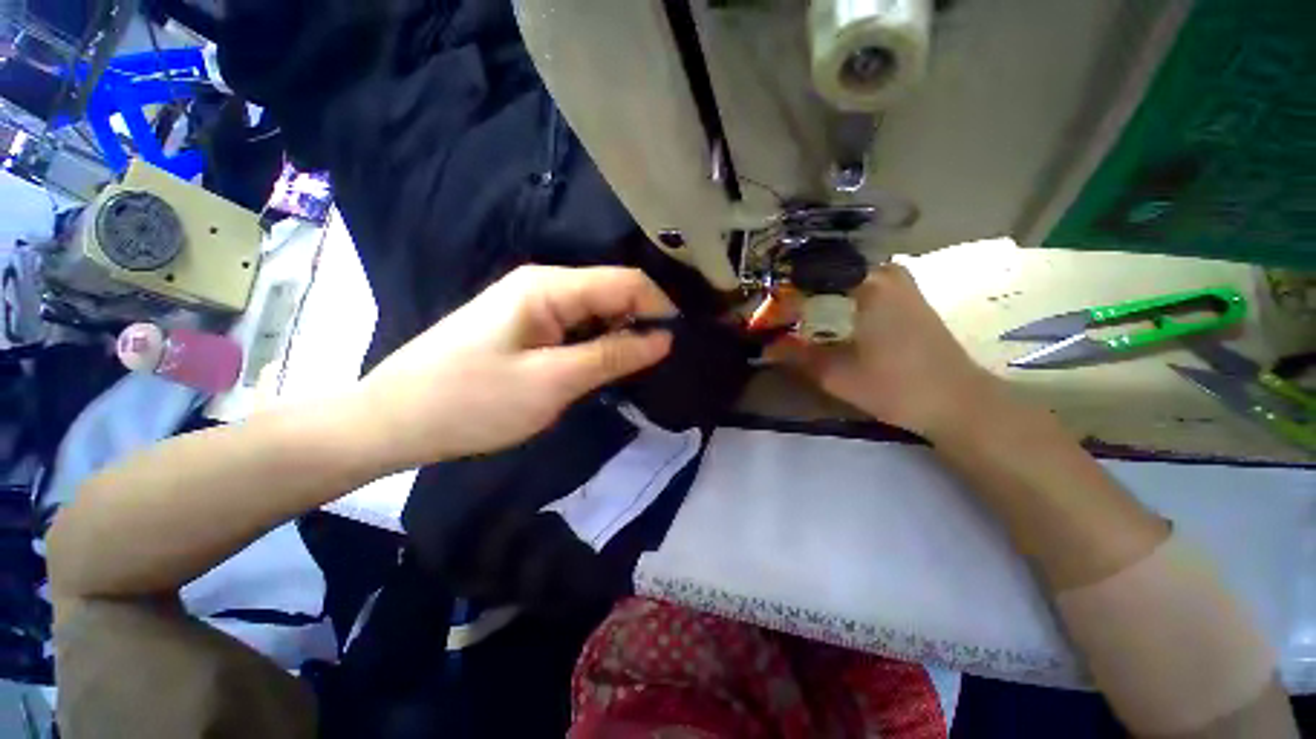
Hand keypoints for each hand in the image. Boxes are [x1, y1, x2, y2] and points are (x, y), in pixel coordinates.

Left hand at [353, 265, 674, 466]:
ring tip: (642, 365)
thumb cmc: (473, 401)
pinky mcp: (527, 325)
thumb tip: (664, 338)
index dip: (661, 306)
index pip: (626, 282)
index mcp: (549, 286)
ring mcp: (533, 304)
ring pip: (597, 311)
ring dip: (622, 333)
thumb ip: (613, 355)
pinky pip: (577, 326)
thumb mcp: (553, 381)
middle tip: (665, 359)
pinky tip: (607, 364)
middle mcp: (544, 284)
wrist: (396, 420)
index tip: (684, 339)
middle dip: (643, 320)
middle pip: (612, 292)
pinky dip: (599, 342)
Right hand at [768, 264, 999, 438]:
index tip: (761, 323)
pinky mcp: (904, 295)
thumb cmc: (895, 386)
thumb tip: (765, 349)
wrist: (957, 401)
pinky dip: (834, 301)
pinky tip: (821, 320)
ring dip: (813, 300)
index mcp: (866, 284)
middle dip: (794, 299)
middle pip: (823, 277)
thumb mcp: (836, 374)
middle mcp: (882, 271)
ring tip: (791, 321)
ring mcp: (897, 281)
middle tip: (774, 322)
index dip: (779, 304)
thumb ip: (795, 356)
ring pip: (839, 281)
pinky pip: (856, 288)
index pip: (807, 282)